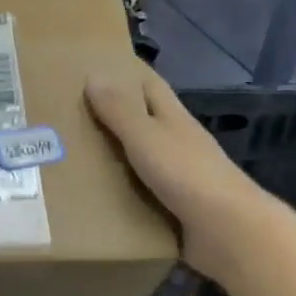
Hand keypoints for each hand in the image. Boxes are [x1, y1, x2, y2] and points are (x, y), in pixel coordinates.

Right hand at [85, 62, 270, 281]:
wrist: (227, 231)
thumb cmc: (187, 175)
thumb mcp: (148, 137)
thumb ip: (121, 110)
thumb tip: (93, 74)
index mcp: (173, 118)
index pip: (148, 85)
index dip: (126, 71)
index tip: (94, 65)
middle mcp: (177, 142)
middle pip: (143, 120)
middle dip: (112, 114)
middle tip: (68, 114)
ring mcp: (178, 176)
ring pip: (140, 158)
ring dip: (113, 156)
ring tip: (70, 156)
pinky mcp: (173, 207)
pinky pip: (139, 193)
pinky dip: (119, 191)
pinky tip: (94, 197)